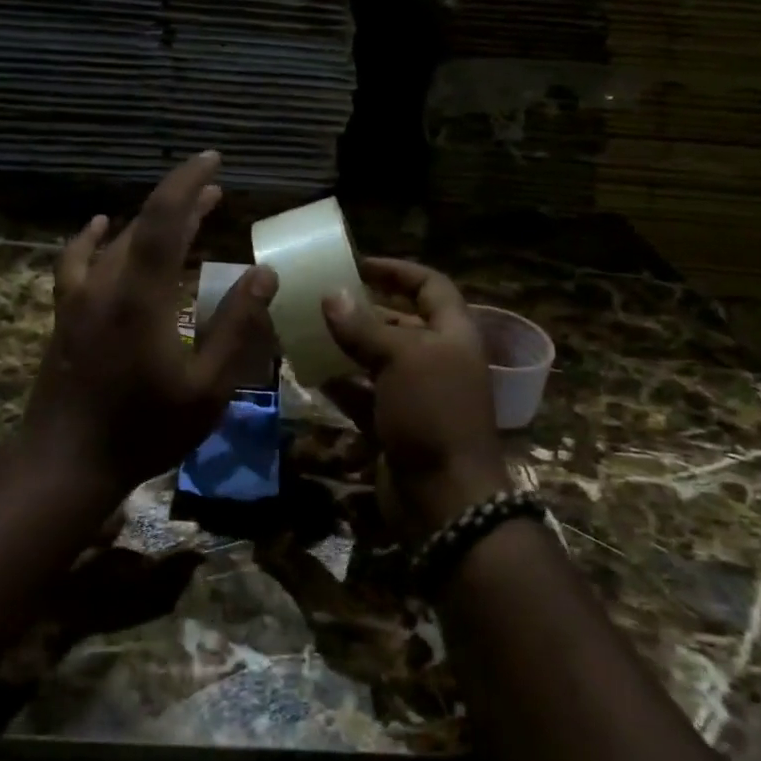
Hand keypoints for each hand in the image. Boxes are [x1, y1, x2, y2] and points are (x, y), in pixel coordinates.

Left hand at [22, 152, 279, 495]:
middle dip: (181, 201)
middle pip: (143, 224)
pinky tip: (99, 228)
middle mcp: (106, 283)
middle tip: (215, 189)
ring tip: (182, 212)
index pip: (165, 218)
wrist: (66, 460)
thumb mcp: (207, 388)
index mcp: (142, 296)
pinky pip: (77, 261)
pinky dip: (93, 239)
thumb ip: (236, 327)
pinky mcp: (65, 313)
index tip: (213, 161)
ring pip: (115, 240)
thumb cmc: (144, 428)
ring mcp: (79, 297)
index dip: (189, 183)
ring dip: (149, 220)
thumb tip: (264, 275)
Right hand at [320, 258, 507, 532]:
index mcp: (453, 334)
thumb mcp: (400, 359)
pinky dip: (341, 384)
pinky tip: (312, 374)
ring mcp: (417, 394)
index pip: (430, 285)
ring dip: (346, 346)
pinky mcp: (396, 424)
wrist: (445, 497)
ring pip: (377, 359)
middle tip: (321, 298)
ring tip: (307, 331)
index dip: (397, 270)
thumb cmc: (432, 413)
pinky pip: (364, 395)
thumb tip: (332, 295)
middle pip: (400, 322)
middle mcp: (437, 359)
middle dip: (363, 309)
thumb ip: (364, 326)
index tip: (357, 263)